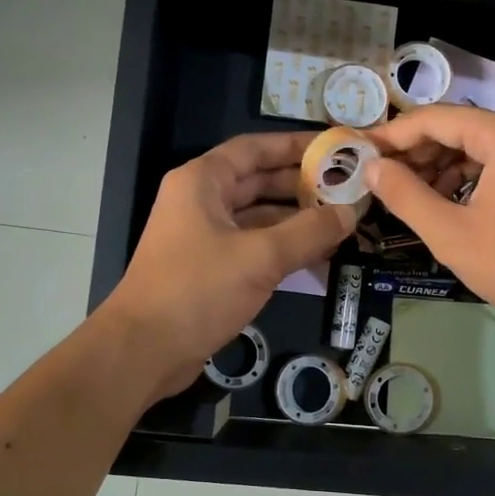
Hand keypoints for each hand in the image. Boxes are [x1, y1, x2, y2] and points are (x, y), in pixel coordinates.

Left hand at [104, 132, 358, 397]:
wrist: (144, 349)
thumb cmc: (198, 290)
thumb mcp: (260, 256)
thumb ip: (309, 231)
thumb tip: (350, 212)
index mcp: (202, 182)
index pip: (254, 149)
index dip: (294, 146)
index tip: (334, 149)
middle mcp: (201, 202)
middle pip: (258, 181)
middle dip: (302, 185)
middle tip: (348, 189)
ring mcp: (204, 236)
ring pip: (259, 217)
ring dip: (297, 220)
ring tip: (343, 222)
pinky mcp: (209, 269)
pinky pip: (253, 247)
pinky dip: (283, 248)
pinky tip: (319, 256)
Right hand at [364, 106, 494, 338]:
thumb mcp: (451, 232)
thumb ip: (405, 195)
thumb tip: (372, 168)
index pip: (436, 119)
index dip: (393, 135)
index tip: (360, 152)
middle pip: (460, 129)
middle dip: (418, 154)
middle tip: (382, 179)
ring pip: (481, 148)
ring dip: (443, 168)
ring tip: (411, 196)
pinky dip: (472, 179)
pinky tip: (450, 204)